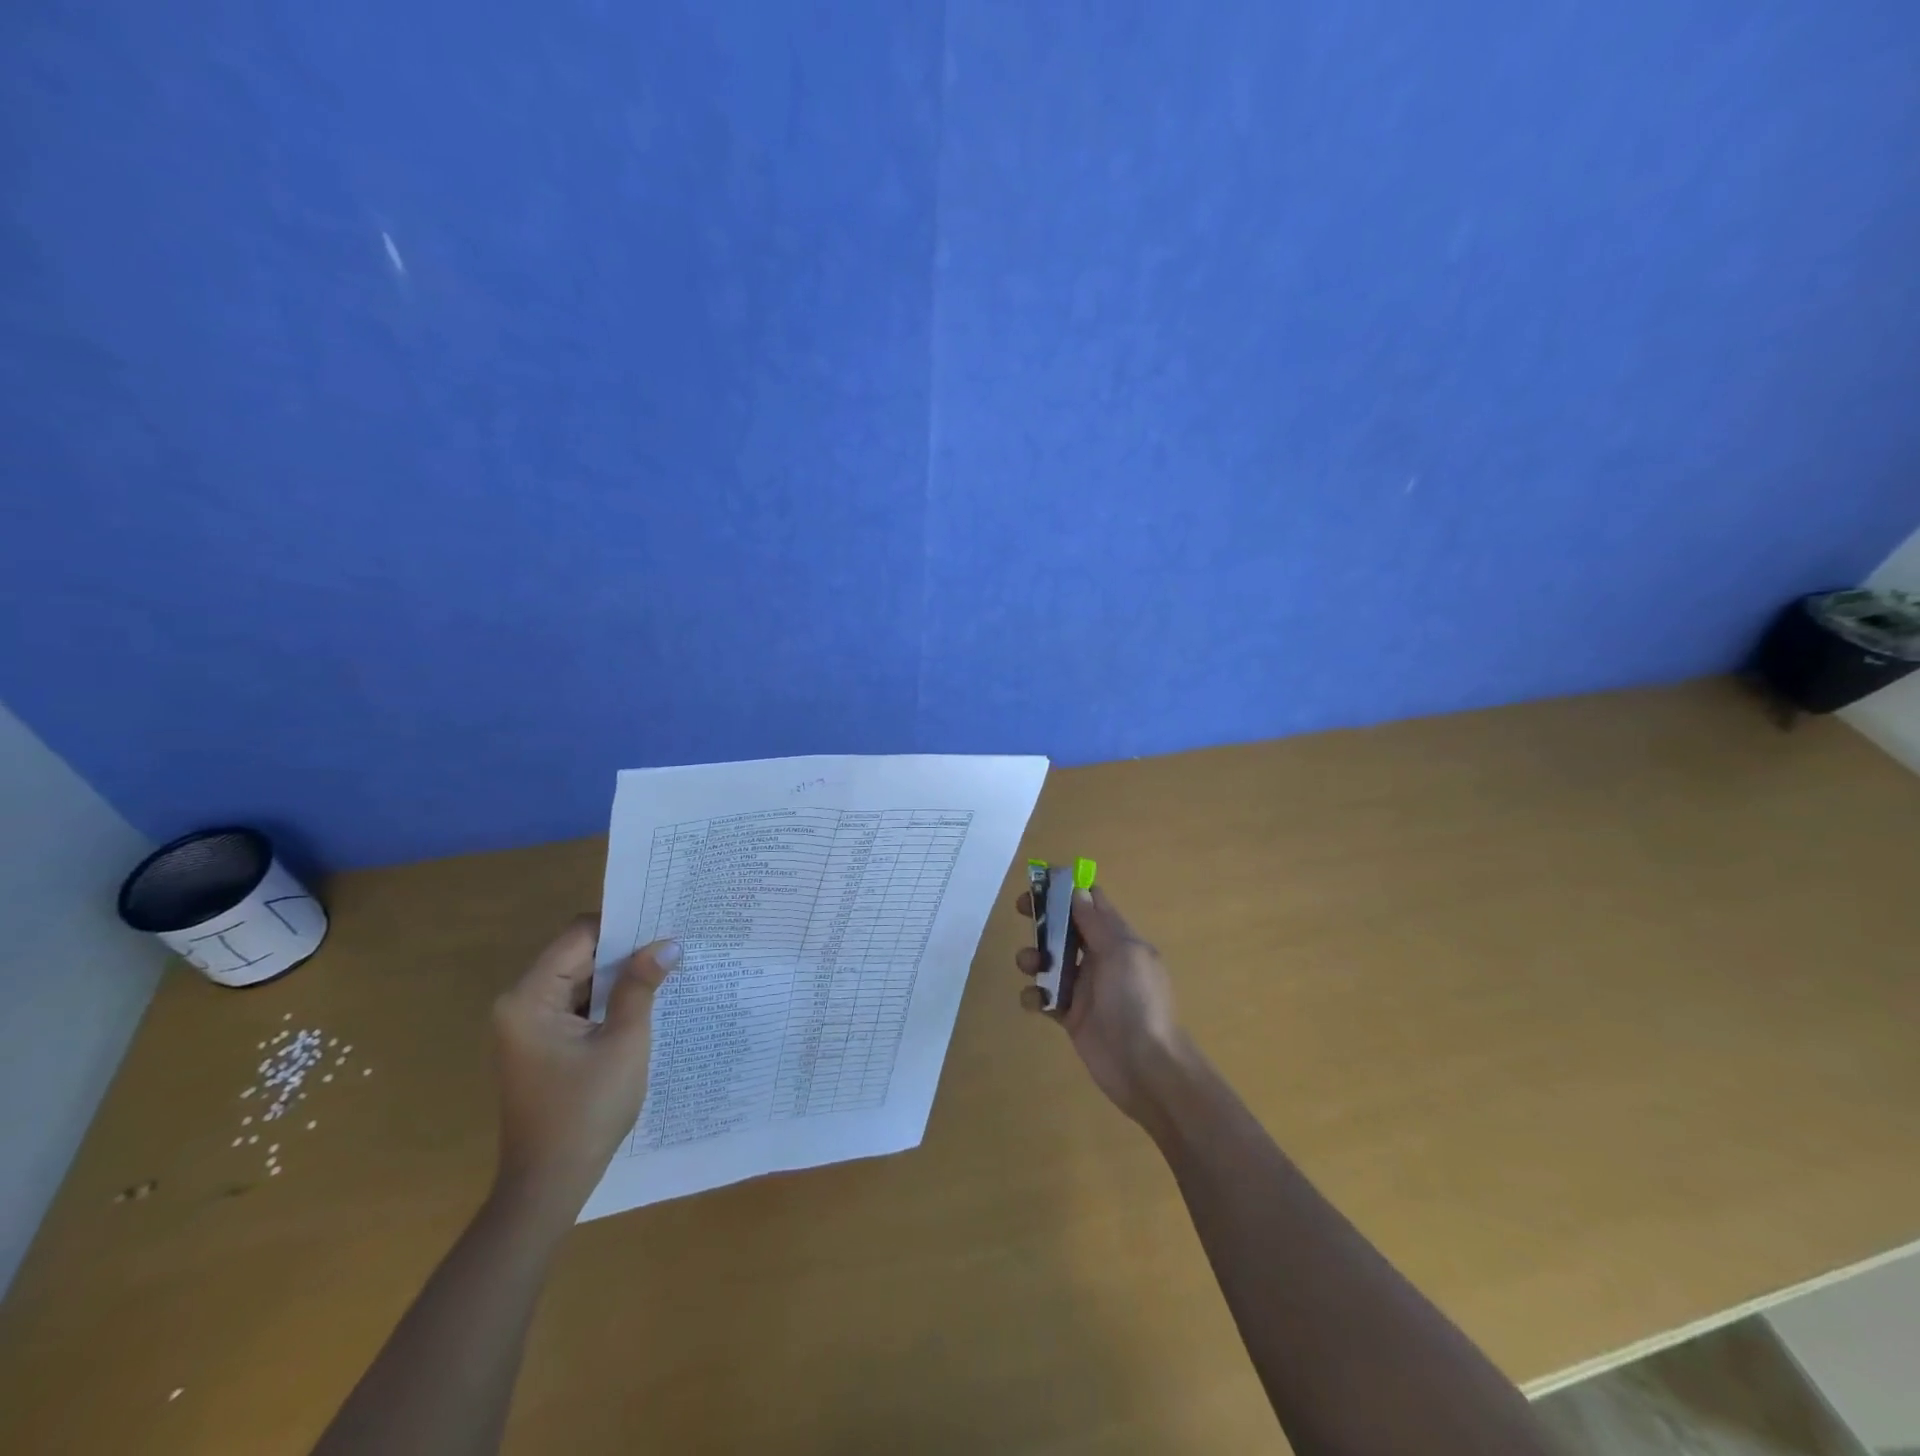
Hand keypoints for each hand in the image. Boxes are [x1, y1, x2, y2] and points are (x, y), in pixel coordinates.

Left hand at [490, 917, 679, 1222]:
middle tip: (673, 941)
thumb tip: (668, 944)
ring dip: (619, 975)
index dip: (622, 925)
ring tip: (667, 964)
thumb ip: (641, 986)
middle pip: (578, 954)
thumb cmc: (586, 1110)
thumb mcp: (624, 1042)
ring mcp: (529, 1026)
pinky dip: (609, 999)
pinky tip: (645, 999)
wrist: (549, 1185)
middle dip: (625, 950)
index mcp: (530, 998)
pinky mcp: (542, 1044)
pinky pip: (578, 1004)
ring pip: (581, 979)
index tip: (663, 921)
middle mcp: (521, 1004)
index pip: (578, 936)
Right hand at [1017, 885, 1188, 1124]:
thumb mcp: (1121, 952)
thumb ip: (1096, 922)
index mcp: (1118, 939)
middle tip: (1021, 911)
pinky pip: (1045, 997)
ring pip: (1051, 961)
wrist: (1145, 1067)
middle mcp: (1101, 958)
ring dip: (1034, 956)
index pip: (1093, 903)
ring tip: (1030, 965)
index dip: (1069, 889)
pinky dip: (1034, 996)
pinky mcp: (1071, 1016)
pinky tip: (1036, 1003)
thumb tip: (1078, 890)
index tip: (1041, 881)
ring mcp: (1085, 988)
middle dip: (1044, 918)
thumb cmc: (1137, 1002)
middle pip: (1067, 927)